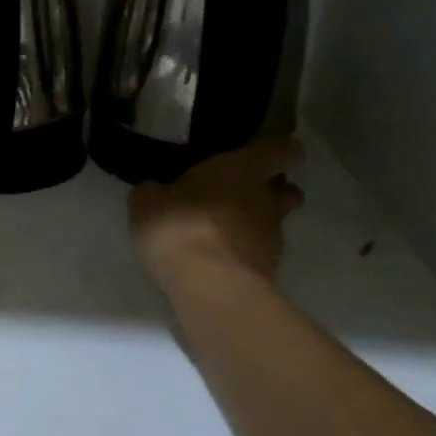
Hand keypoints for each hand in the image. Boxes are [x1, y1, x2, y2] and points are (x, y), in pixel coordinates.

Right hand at [128, 138, 304, 285]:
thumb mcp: (147, 201)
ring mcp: (273, 238)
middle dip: (273, 191)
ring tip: (225, 233)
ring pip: (275, 224)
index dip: (278, 149)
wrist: (209, 286)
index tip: (262, 153)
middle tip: (242, 194)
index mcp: (242, 169)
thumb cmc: (180, 225)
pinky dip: (246, 254)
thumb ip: (156, 191)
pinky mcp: (270, 272)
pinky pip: (260, 254)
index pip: (282, 149)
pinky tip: (220, 260)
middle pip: (288, 190)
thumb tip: (155, 190)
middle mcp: (266, 199)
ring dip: (257, 225)